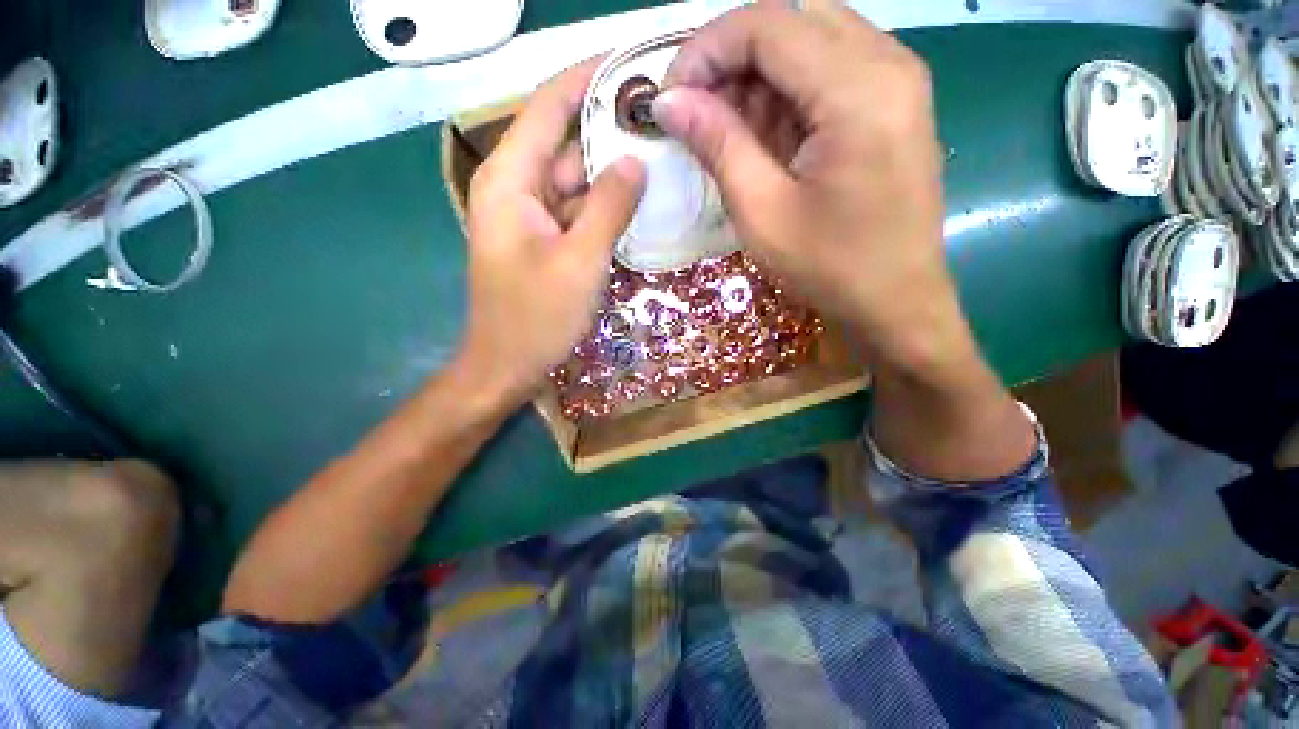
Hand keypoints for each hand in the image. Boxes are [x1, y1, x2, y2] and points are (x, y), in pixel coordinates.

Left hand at [459, 58, 645, 407]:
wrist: (508, 365)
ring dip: (611, 171)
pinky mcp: (544, 240)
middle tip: (662, 121)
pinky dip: (604, 205)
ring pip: (574, 180)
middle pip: (565, 143)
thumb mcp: (580, 261)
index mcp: (510, 181)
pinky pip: (577, 210)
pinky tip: (637, 201)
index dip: (588, 80)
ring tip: (661, 155)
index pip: (548, 107)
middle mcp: (516, 189)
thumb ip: (609, 207)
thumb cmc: (536, 318)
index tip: (632, 66)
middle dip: (609, 129)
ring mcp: (531, 217)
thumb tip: (635, 162)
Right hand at [652, 2, 967, 377]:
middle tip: (698, 114)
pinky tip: (766, 138)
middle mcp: (888, 62)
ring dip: (757, 77)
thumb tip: (668, 101)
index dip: (706, 50)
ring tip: (729, 133)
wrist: (896, 301)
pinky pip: (829, 69)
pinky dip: (786, 93)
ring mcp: (897, 79)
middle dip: (731, 59)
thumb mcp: (761, 212)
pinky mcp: (892, 102)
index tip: (671, 98)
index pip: (768, 23)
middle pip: (791, 19)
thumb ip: (718, 144)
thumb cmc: (829, 267)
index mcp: (859, 88)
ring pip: (809, 39)